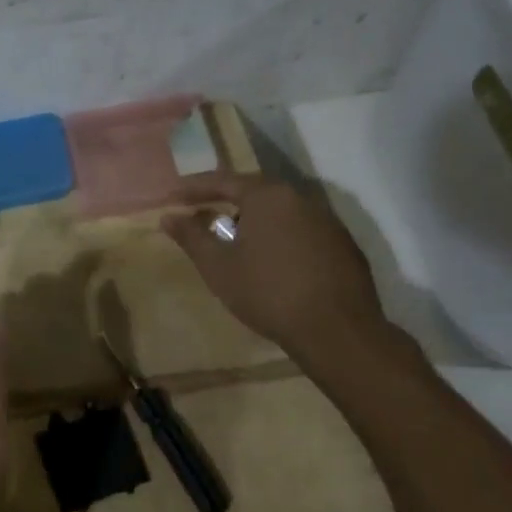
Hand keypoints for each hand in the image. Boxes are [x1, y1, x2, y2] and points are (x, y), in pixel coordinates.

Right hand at [163, 174, 391, 365]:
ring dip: (253, 219)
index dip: (193, 189)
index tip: (172, 197)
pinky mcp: (343, 245)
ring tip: (233, 239)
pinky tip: (271, 260)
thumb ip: (191, 236)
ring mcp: (327, 221)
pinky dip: (279, 236)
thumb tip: (168, 217)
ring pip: (279, 211)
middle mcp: (300, 198)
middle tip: (201, 213)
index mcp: (267, 196)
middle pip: (254, 191)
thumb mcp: (218, 266)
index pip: (222, 181)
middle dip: (224, 201)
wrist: (337, 331)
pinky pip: (301, 230)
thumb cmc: (267, 292)